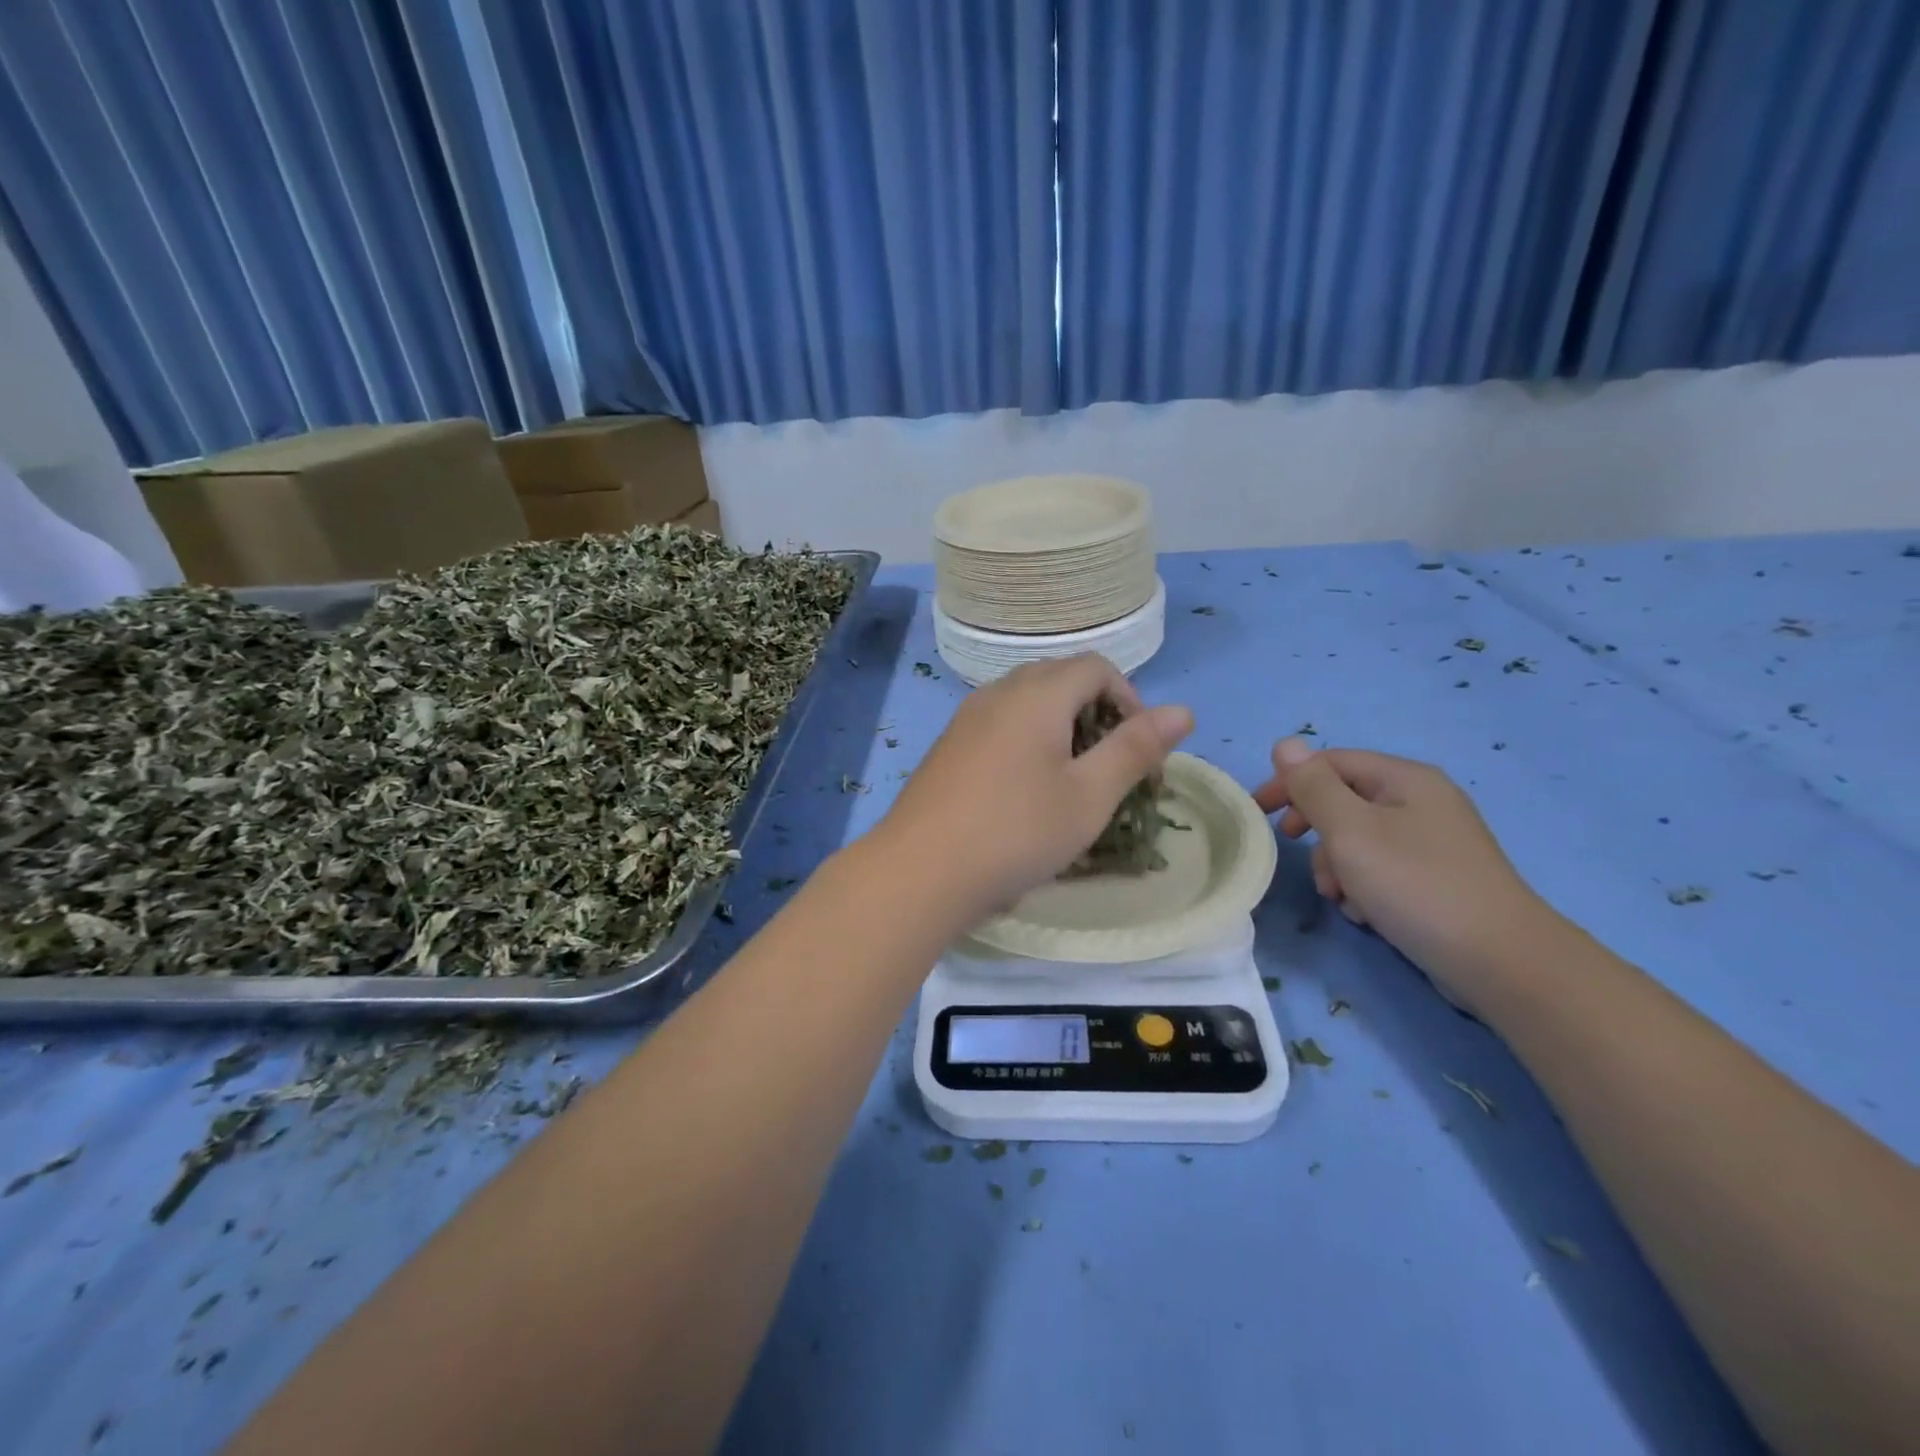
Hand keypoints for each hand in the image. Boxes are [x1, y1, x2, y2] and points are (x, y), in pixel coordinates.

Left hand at [879, 655, 1192, 924]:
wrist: (920, 871)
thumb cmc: (1016, 831)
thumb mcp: (1089, 795)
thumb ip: (1135, 748)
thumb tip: (1183, 710)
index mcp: (1037, 694)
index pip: (1097, 667)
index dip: (1130, 700)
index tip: (1139, 753)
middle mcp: (998, 692)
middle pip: (1061, 679)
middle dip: (1098, 713)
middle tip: (1111, 767)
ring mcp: (967, 718)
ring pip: (1028, 702)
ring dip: (1062, 729)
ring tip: (1072, 781)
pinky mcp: (949, 746)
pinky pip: (1001, 724)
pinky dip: (1028, 741)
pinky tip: (1025, 791)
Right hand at [1252, 738, 1555, 1007]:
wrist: (1500, 961)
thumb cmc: (1415, 885)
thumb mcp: (1350, 831)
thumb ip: (1313, 787)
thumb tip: (1285, 744)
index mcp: (1404, 779)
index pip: (1331, 762)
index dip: (1289, 782)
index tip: (1259, 813)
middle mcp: (1422, 801)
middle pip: (1345, 801)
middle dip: (1315, 829)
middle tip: (1294, 851)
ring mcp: (1434, 841)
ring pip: (1360, 839)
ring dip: (1337, 865)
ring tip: (1340, 897)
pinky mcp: (1438, 878)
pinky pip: (1383, 868)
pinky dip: (1364, 886)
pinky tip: (1367, 913)